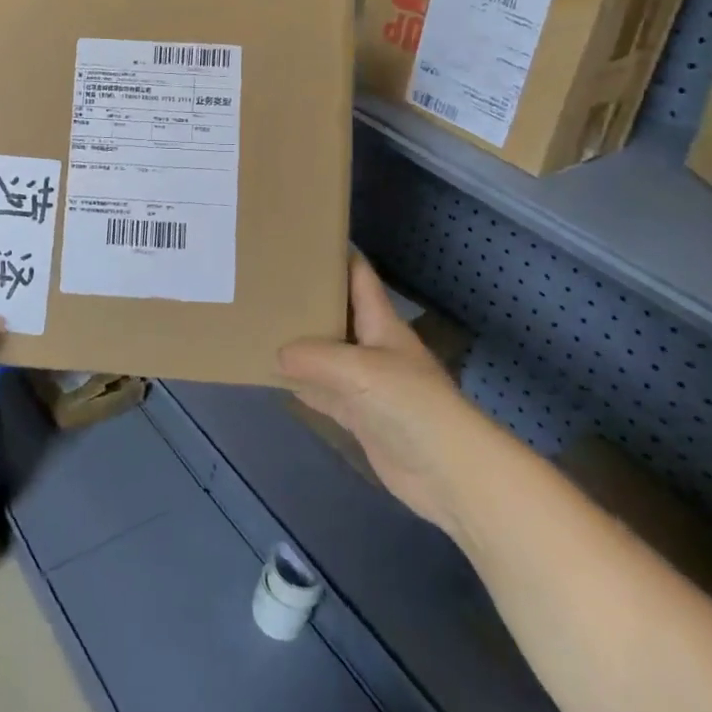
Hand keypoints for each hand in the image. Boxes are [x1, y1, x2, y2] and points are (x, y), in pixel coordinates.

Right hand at [279, 255, 470, 536]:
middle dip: (307, 300)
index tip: (301, 239)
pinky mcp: (361, 418)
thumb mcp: (357, 369)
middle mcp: (374, 347)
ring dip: (300, 345)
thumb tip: (277, 355)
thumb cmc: (410, 403)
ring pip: (327, 356)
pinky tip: (276, 377)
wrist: (449, 472)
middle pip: (338, 314)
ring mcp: (367, 385)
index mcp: (381, 323)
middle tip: (266, 285)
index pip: (359, 276)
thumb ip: (313, 358)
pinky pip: (325, 393)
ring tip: (262, 326)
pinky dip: (303, 386)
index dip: (337, 254)